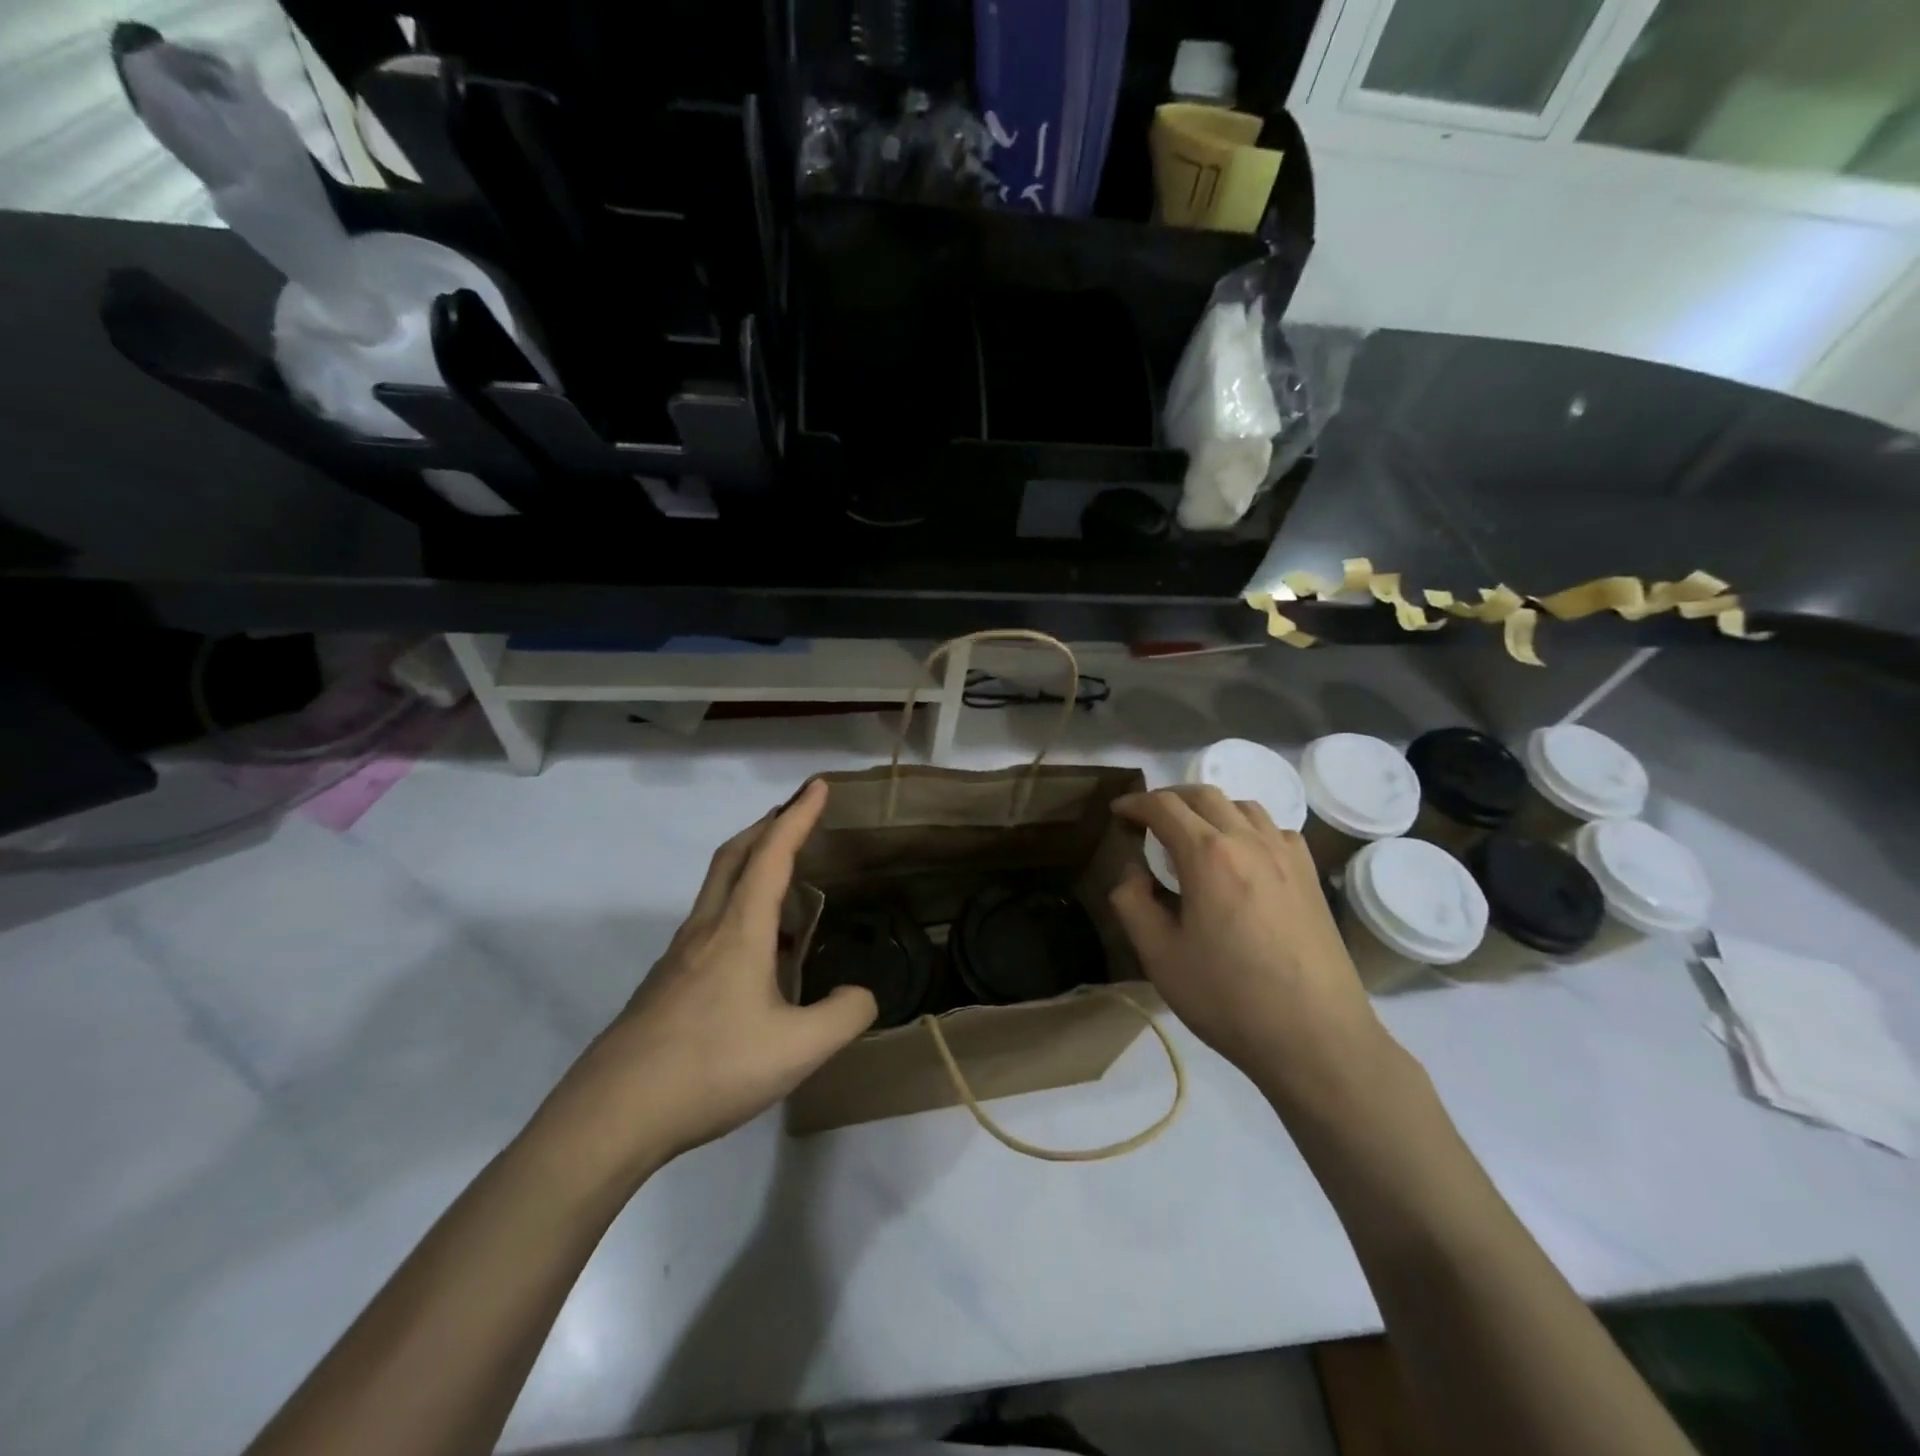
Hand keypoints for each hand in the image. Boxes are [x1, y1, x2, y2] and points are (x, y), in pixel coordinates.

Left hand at [542, 780, 876, 1177]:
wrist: (612, 1114)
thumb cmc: (711, 1067)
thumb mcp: (798, 1048)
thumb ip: (844, 1015)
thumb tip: (862, 994)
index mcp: (739, 930)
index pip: (773, 854)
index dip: (798, 815)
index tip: (819, 785)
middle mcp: (706, 930)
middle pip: (734, 856)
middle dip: (767, 826)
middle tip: (796, 815)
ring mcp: (679, 957)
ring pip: (717, 889)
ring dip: (750, 865)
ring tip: (785, 882)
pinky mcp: (666, 984)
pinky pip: (710, 924)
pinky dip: (738, 909)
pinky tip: (756, 953)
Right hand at [1108, 787, 1389, 1105]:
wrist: (1315, 1037)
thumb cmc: (1228, 998)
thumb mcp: (1160, 957)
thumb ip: (1132, 904)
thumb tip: (1133, 873)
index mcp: (1207, 855)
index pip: (1163, 807)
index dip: (1134, 804)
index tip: (1117, 813)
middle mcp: (1249, 840)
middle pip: (1204, 794)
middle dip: (1169, 798)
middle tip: (1148, 820)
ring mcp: (1286, 855)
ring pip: (1242, 806)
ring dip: (1209, 808)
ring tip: (1193, 834)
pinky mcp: (1310, 876)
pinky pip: (1274, 829)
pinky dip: (1247, 827)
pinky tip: (1242, 857)